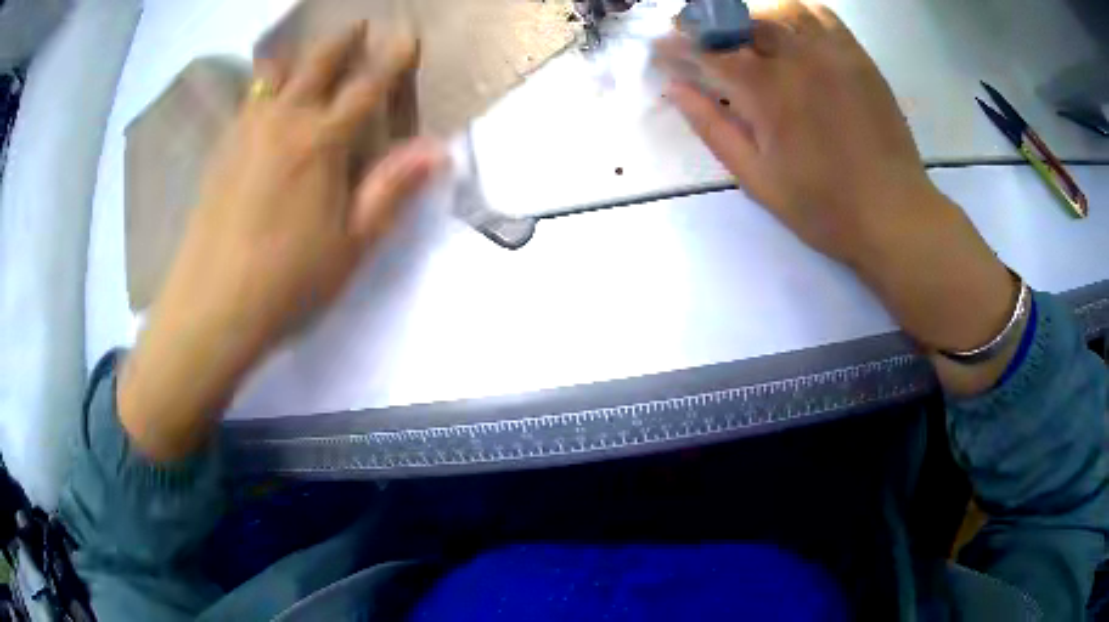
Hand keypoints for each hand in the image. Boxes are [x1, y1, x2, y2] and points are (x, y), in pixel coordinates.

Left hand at [120, 23, 443, 459]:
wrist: (211, 309)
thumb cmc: (288, 282)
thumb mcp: (352, 245)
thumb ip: (391, 190)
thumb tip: (438, 149)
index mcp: (322, 143)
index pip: (367, 88)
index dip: (392, 60)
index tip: (407, 36)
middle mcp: (283, 123)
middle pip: (316, 66)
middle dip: (342, 42)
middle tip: (360, 26)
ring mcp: (245, 134)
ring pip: (272, 77)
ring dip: (296, 58)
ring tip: (304, 51)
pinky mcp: (219, 154)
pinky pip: (245, 102)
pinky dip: (260, 87)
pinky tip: (261, 95)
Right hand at [656, 2, 929, 264]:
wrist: (894, 215)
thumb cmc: (824, 207)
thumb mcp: (758, 179)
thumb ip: (713, 128)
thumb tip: (675, 89)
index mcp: (768, 91)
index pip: (709, 52)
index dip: (678, 46)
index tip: (660, 47)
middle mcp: (797, 58)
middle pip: (742, 21)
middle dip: (711, 25)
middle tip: (699, 38)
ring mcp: (832, 53)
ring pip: (782, 11)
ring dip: (754, 16)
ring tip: (745, 34)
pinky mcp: (858, 58)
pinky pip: (822, 16)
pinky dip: (797, 14)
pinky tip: (791, 31)